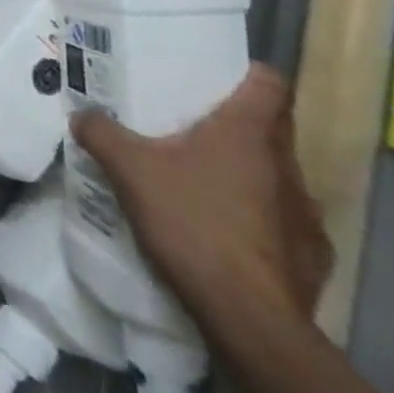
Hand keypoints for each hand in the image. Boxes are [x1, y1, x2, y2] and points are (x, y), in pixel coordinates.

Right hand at [72, 65, 332, 340]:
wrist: (249, 319)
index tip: (219, 78)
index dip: (248, 74)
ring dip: (249, 175)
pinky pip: (285, 224)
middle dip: (238, 125)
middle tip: (194, 129)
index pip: (270, 81)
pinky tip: (228, 237)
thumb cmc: (193, 223)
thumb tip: (81, 115)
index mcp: (249, 132)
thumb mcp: (130, 169)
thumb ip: (102, 133)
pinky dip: (260, 222)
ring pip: (278, 176)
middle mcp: (286, 165)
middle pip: (272, 127)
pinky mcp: (312, 256)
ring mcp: (306, 213)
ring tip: (206, 186)